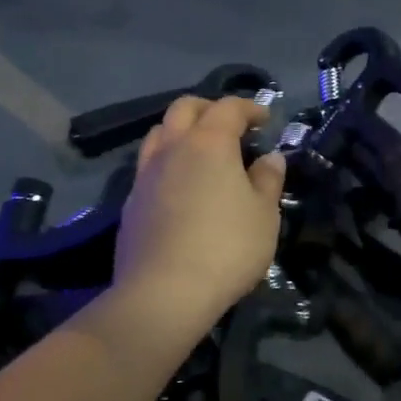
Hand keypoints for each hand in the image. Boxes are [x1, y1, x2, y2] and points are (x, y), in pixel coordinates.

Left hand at [113, 96, 285, 327]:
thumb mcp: (264, 214)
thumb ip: (268, 180)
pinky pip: (148, 166)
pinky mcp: (130, 203)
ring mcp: (145, 175)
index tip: (265, 119)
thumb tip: (270, 158)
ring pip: (159, 133)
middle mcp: (172, 149)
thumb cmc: (226, 248)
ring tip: (201, 151)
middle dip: (209, 108)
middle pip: (184, 108)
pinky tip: (180, 187)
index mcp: (209, 143)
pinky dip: (168, 162)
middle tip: (231, 125)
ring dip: (182, 131)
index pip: (228, 108)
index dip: (249, 107)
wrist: (164, 293)